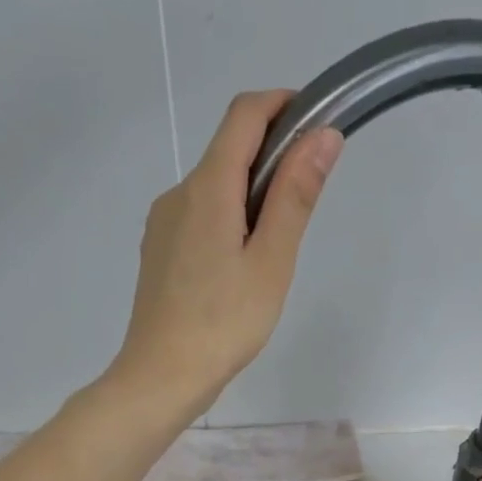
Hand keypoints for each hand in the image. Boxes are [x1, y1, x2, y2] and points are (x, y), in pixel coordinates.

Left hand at [110, 90, 342, 416]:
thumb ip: (295, 195)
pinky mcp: (159, 250)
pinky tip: (240, 268)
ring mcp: (163, 223)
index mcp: (207, 188)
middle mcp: (178, 193)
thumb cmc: (225, 323)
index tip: (317, 124)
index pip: (243, 114)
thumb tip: (323, 135)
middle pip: (228, 150)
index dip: (283, 104)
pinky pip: (200, 215)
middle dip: (273, 157)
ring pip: (214, 186)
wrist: (162, 376)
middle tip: (307, 204)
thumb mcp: (272, 260)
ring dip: (251, 194)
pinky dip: (229, 219)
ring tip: (274, 251)